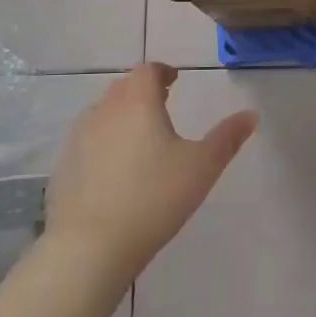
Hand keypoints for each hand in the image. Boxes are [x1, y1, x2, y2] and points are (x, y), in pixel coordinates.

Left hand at [43, 63, 256, 281]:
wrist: (92, 245)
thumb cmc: (155, 197)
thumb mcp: (203, 167)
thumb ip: (228, 138)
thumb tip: (251, 115)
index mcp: (138, 104)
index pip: (146, 71)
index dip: (162, 72)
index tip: (174, 80)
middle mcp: (104, 112)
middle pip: (122, 88)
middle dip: (142, 91)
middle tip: (162, 103)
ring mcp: (78, 139)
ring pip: (102, 113)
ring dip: (121, 115)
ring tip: (140, 135)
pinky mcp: (64, 167)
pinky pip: (87, 141)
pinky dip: (103, 142)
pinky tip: (115, 168)